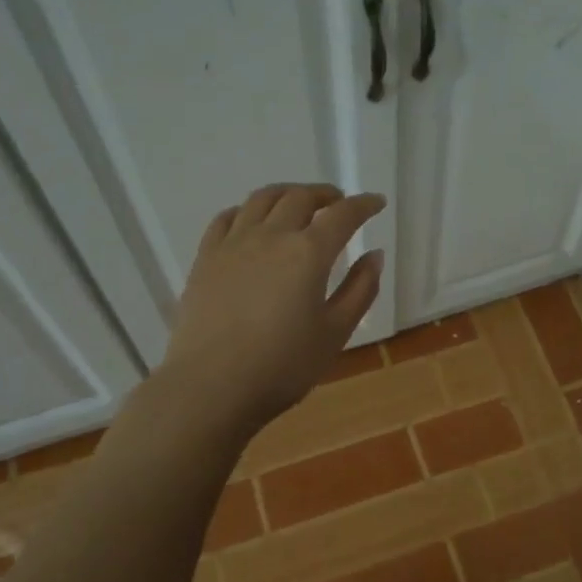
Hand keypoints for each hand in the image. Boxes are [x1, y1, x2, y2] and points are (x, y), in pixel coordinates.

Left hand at [159, 184, 385, 434]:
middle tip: (338, 204)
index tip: (376, 202)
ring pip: (262, 199)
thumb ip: (360, 290)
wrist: (210, 387)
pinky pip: (227, 218)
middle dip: (325, 195)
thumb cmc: (282, 366)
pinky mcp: (205, 258)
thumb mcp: (335, 333)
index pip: (343, 215)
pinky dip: (247, 210)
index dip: (363, 205)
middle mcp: (271, 236)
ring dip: (287, 194)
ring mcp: (233, 244)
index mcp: (309, 253)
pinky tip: (251, 221)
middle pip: (300, 197)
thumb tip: (375, 255)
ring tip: (298, 203)